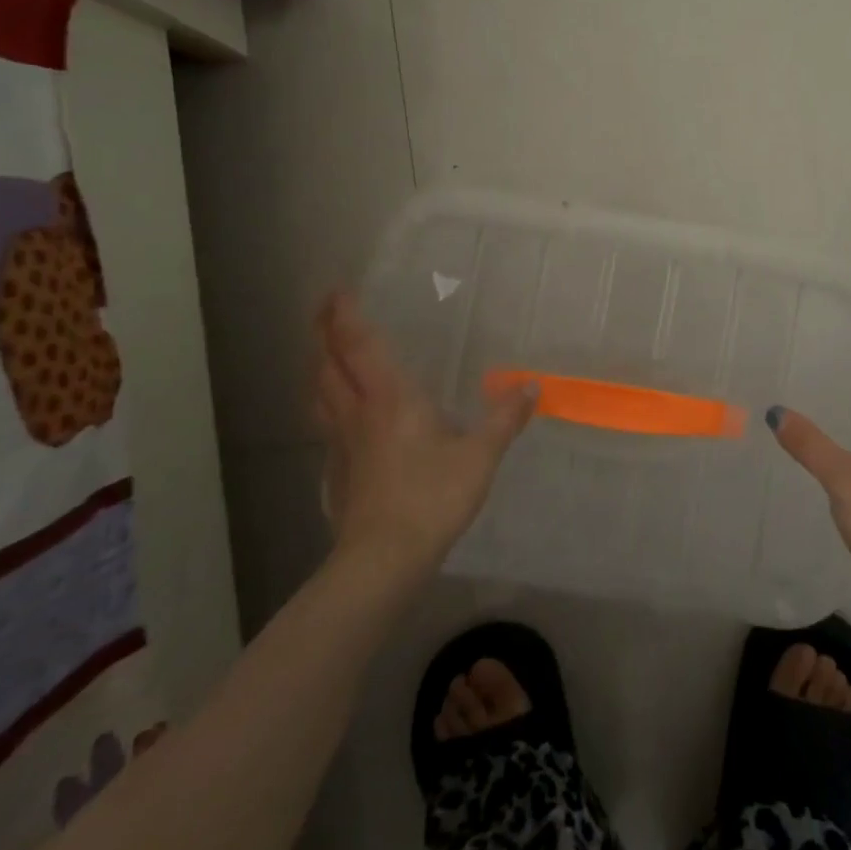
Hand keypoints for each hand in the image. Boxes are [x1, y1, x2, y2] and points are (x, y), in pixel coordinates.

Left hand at [313, 294, 535, 581]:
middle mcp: (357, 412)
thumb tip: (532, 386)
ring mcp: (341, 443)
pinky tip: (338, 416)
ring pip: (319, 394)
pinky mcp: (336, 471)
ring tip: (323, 355)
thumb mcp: (479, 456)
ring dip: (318, 367)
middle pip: (327, 365)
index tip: (336, 290)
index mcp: (389, 398)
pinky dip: (325, 405)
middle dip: (322, 334)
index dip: (345, 316)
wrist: (382, 558)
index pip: (359, 346)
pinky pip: (325, 424)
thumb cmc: (431, 497)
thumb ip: (504, 419)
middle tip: (323, 312)